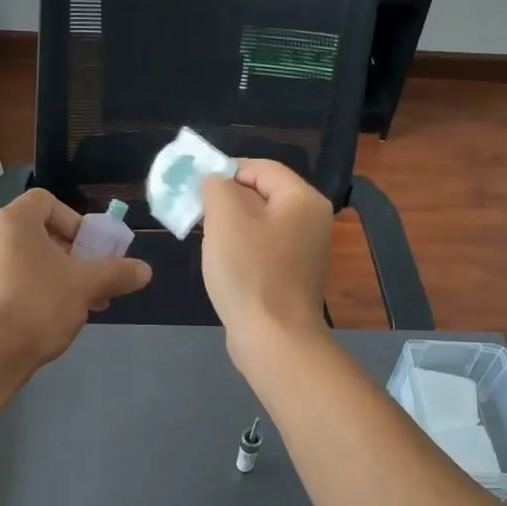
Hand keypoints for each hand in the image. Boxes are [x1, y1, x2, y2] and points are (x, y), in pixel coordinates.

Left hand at [0, 188, 151, 374]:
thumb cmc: (39, 305)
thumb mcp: (86, 285)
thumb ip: (117, 272)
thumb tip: (145, 270)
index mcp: (13, 221)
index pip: (46, 201)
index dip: (74, 220)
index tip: (90, 248)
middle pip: (40, 231)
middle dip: (73, 253)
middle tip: (92, 277)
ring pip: (29, 258)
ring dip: (60, 273)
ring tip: (83, 301)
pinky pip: (14, 277)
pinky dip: (37, 287)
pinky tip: (57, 314)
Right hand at [200, 160, 330, 367]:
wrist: (272, 337)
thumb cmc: (249, 271)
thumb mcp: (225, 217)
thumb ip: (216, 186)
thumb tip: (214, 180)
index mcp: (302, 199)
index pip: (262, 168)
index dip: (226, 169)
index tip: (195, 184)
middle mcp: (311, 220)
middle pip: (262, 194)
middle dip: (225, 198)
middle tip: (195, 210)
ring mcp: (304, 251)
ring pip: (259, 222)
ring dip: (230, 225)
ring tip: (204, 235)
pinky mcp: (292, 276)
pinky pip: (262, 248)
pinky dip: (240, 248)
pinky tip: (221, 262)